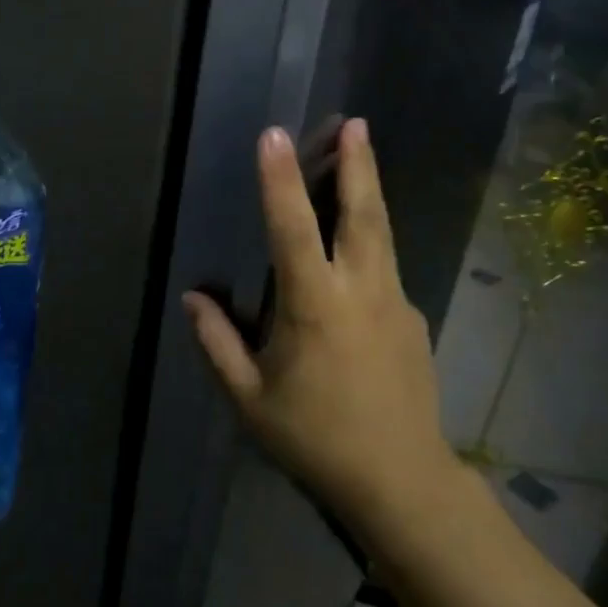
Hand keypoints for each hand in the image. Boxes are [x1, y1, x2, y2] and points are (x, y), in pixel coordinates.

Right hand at [183, 120, 452, 543]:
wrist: (402, 483)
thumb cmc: (315, 439)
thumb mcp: (250, 399)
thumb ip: (218, 343)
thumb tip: (194, 299)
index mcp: (315, 305)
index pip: (293, 228)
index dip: (280, 179)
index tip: (275, 135)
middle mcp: (361, 291)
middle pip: (363, 214)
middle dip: (358, 164)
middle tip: (357, 122)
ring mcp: (395, 303)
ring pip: (382, 235)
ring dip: (370, 192)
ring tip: (362, 158)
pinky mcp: (413, 321)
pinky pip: (386, 271)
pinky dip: (371, 246)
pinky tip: (356, 260)